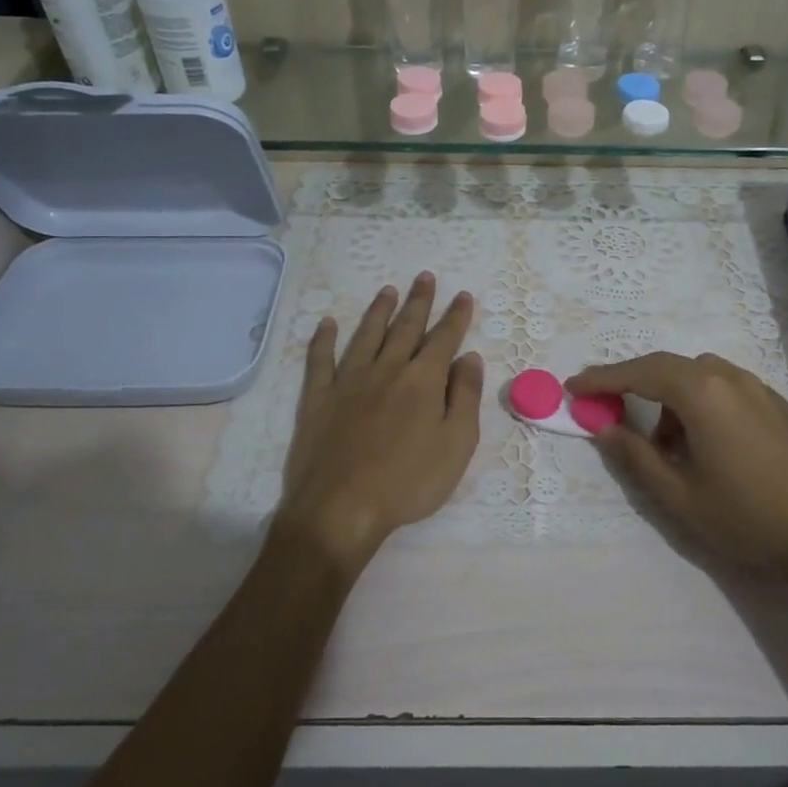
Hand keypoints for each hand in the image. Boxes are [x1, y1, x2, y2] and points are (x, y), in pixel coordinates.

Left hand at [276, 273, 482, 570]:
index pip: (444, 338)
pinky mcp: (318, 399)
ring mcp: (348, 382)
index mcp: (423, 381)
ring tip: (387, 290)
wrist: (341, 509)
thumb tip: (469, 357)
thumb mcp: (456, 444)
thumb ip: (465, 397)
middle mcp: (386, 370)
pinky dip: (323, 339)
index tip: (463, 295)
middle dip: (419, 301)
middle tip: (425, 276)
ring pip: (366, 335)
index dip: (456, 316)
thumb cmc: (409, 482)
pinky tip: (327, 324)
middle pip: (405, 328)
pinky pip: (320, 360)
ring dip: (378, 311)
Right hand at [569, 353, 787, 586]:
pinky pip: (733, 391)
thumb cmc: (747, 517)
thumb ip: (636, 457)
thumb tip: (604, 429)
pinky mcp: (785, 408)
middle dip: (637, 385)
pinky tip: (715, 447)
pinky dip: (708, 405)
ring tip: (671, 446)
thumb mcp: (679, 496)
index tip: (574, 389)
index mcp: (702, 393)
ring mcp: (763, 390)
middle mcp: (732, 379)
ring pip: (704, 378)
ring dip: (675, 399)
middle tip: (614, 413)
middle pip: (671, 368)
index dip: (603, 379)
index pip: (640, 373)